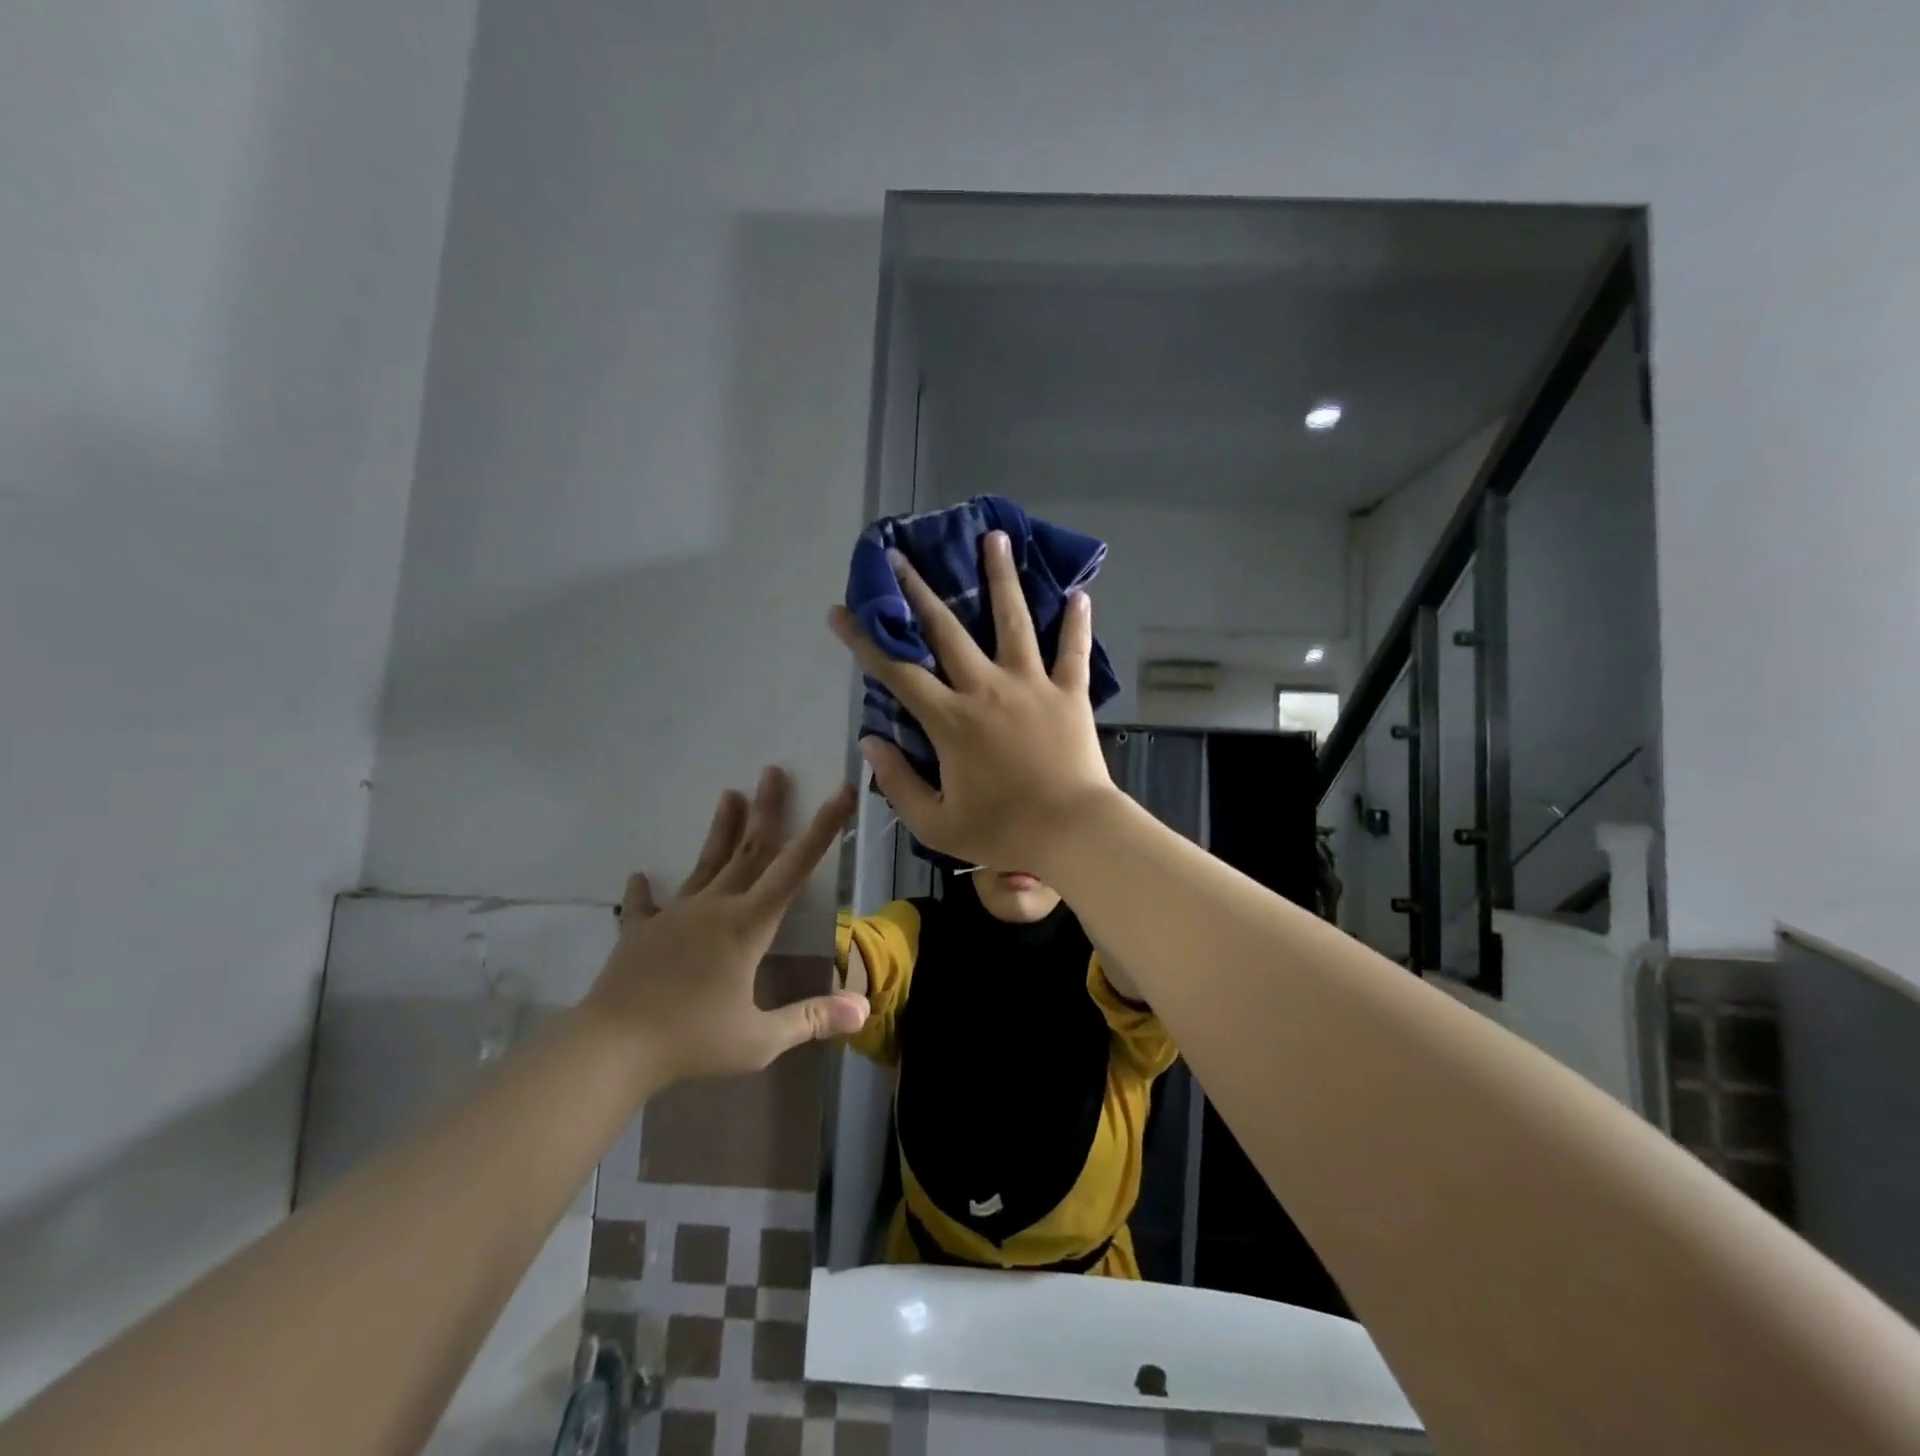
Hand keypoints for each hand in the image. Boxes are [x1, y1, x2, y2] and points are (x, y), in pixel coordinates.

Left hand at [583, 768, 868, 1081]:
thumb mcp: (760, 1039)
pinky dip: (644, 891)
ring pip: (705, 864)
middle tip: (772, 771)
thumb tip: (863, 1010)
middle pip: (749, 850)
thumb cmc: (692, 1040)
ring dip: (721, 829)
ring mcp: (674, 916)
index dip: (823, 828)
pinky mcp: (639, 932)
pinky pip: (645, 905)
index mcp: (748, 925)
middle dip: (766, 810)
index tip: (839, 792)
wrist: (611, 1048)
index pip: (795, 867)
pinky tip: (640, 876)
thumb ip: (811, 1019)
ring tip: (729, 794)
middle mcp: (714, 907)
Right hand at [828, 529, 1117, 875]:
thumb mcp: (936, 822)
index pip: (897, 671)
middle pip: (947, 629)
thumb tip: (870, 743)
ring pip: (1014, 621)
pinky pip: (1073, 651)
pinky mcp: (1070, 692)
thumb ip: (898, 782)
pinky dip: (1076, 623)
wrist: (1073, 833)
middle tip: (899, 556)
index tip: (841, 610)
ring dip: (1001, 578)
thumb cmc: (1003, 831)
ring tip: (996, 537)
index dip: (865, 639)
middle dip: (917, 590)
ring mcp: (1032, 685)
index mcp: (951, 720)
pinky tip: (1079, 594)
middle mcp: (987, 688)